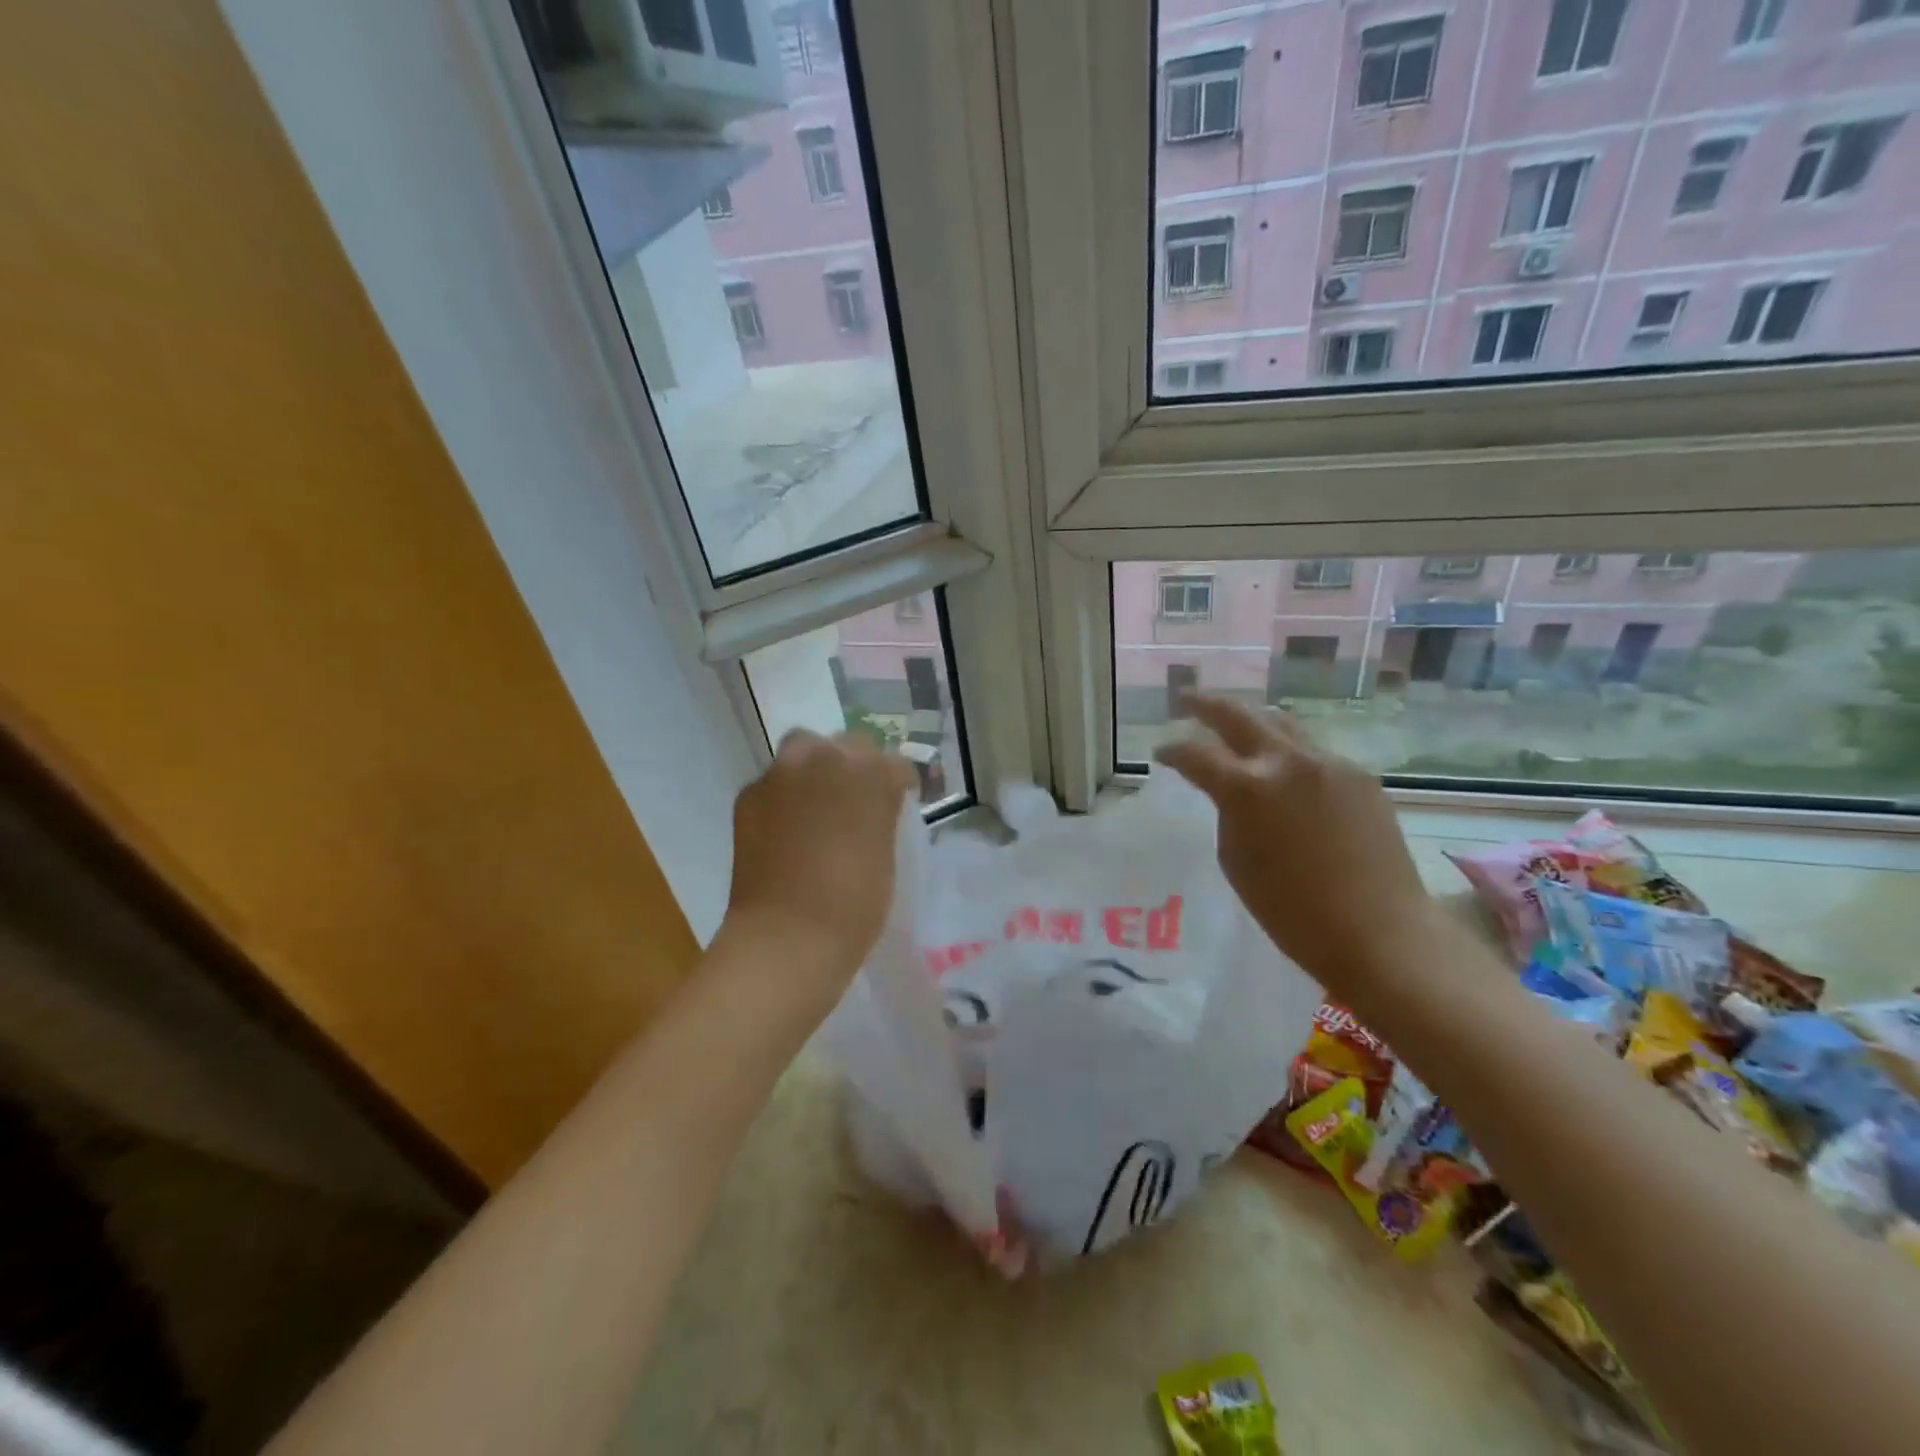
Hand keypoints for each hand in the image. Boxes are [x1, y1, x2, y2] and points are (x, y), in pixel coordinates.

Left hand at [722, 729, 917, 993]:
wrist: (787, 936)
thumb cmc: (854, 905)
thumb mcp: (885, 855)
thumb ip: (880, 815)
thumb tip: (873, 806)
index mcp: (871, 775)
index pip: (894, 765)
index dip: (897, 785)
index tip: (897, 803)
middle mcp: (826, 760)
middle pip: (850, 745)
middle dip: (857, 766)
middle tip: (857, 800)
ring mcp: (783, 774)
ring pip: (805, 750)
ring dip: (816, 768)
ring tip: (818, 803)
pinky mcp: (749, 795)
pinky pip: (774, 781)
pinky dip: (784, 794)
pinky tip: (786, 826)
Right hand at [1155, 695, 1436, 996]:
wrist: (1380, 932)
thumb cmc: (1292, 911)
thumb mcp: (1236, 861)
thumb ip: (1227, 814)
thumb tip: (1232, 793)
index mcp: (1247, 788)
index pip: (1196, 754)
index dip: (1172, 751)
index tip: (1160, 753)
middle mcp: (1288, 762)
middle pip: (1239, 715)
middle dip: (1207, 705)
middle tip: (1187, 699)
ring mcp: (1330, 765)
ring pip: (1283, 726)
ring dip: (1253, 722)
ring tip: (1236, 724)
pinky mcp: (1361, 777)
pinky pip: (1315, 753)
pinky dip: (1289, 753)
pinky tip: (1285, 771)